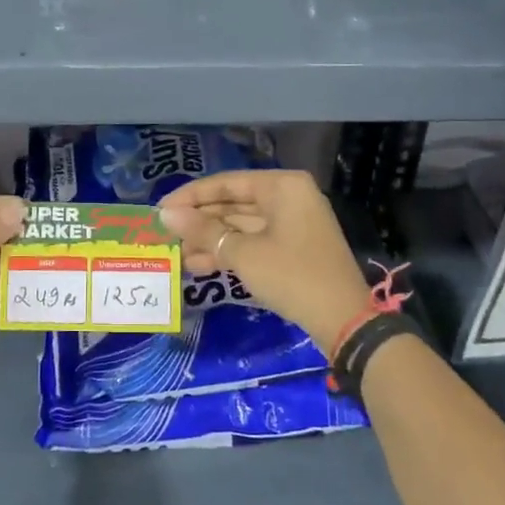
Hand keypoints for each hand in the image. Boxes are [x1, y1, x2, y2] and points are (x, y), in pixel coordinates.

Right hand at [159, 171, 370, 357]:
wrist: (344, 321)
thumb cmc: (292, 275)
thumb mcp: (242, 253)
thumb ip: (203, 231)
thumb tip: (166, 214)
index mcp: (282, 186)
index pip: (226, 183)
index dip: (191, 196)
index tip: (160, 209)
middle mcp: (289, 197)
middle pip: (234, 203)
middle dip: (200, 221)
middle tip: (166, 234)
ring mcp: (294, 224)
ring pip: (242, 225)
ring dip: (211, 239)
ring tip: (178, 255)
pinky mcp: (294, 249)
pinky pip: (255, 242)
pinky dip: (230, 252)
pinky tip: (200, 265)